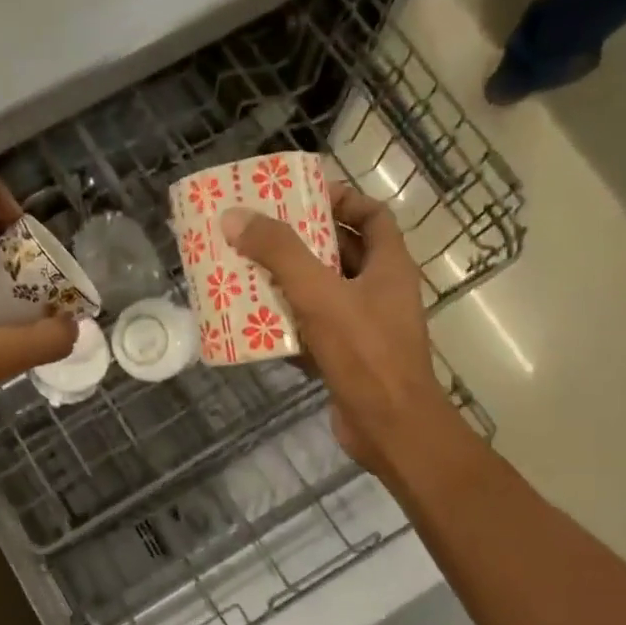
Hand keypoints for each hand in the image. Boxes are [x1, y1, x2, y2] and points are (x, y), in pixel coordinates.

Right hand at [221, 184, 446, 477]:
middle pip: (342, 252)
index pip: (372, 215)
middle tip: (258, 233)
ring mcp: (365, 327)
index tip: (301, 197)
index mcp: (389, 266)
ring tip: (246, 272)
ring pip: (323, 293)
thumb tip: (236, 216)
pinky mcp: (347, 358)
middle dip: (301, 241)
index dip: (341, 200)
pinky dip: (287, 324)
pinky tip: (253, 322)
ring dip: (288, 283)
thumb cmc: (365, 353)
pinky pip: (313, 330)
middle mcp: (380, 291)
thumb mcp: (319, 294)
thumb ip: (279, 253)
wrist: (389, 428)